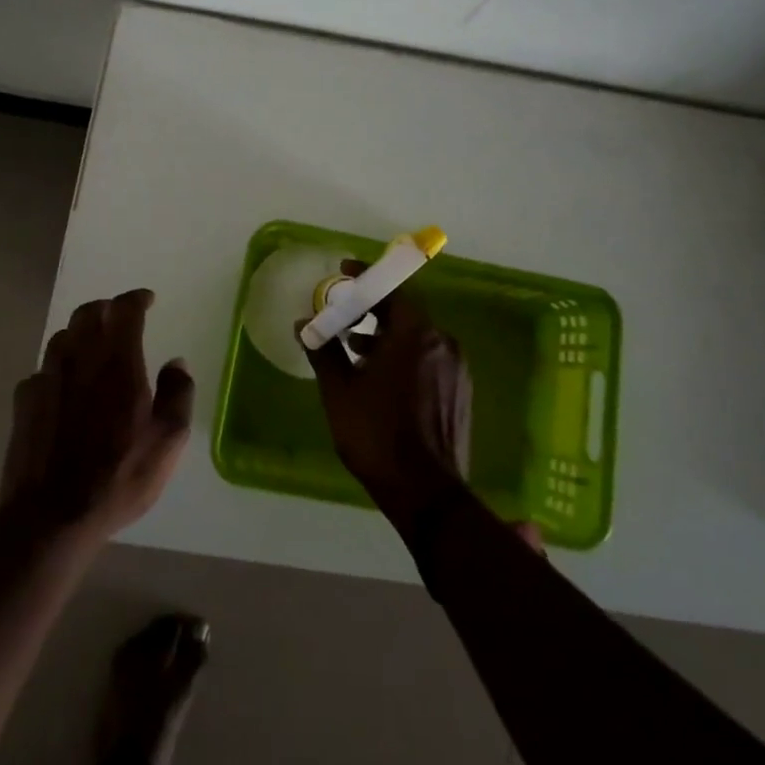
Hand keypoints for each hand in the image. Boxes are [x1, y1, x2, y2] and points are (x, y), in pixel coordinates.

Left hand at [0, 288, 194, 544]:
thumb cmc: (118, 477)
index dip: (136, 299)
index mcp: (118, 362)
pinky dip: (57, 368)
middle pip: (87, 313)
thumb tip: (176, 363)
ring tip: (93, 348)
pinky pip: (42, 370)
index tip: (147, 300)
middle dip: (106, 308)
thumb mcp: (167, 441)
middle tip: (120, 317)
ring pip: (61, 337)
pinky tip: (64, 387)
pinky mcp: (24, 402)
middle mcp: (79, 359)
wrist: (51, 516)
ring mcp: (46, 378)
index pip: (124, 309)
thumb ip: (178, 394)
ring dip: (79, 334)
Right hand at [301, 270, 470, 539]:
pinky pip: (429, 357)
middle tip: (344, 315)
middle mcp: (441, 342)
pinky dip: (405, 355)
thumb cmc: (376, 435)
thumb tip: (303, 324)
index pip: (391, 289)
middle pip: (405, 312)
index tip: (344, 272)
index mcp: (414, 334)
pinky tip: (382, 377)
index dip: (366, 277)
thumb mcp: (339, 391)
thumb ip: (323, 350)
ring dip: (387, 335)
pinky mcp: (460, 391)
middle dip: (373, 309)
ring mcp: (455, 367)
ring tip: (355, 350)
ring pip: (418, 336)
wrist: (426, 493)